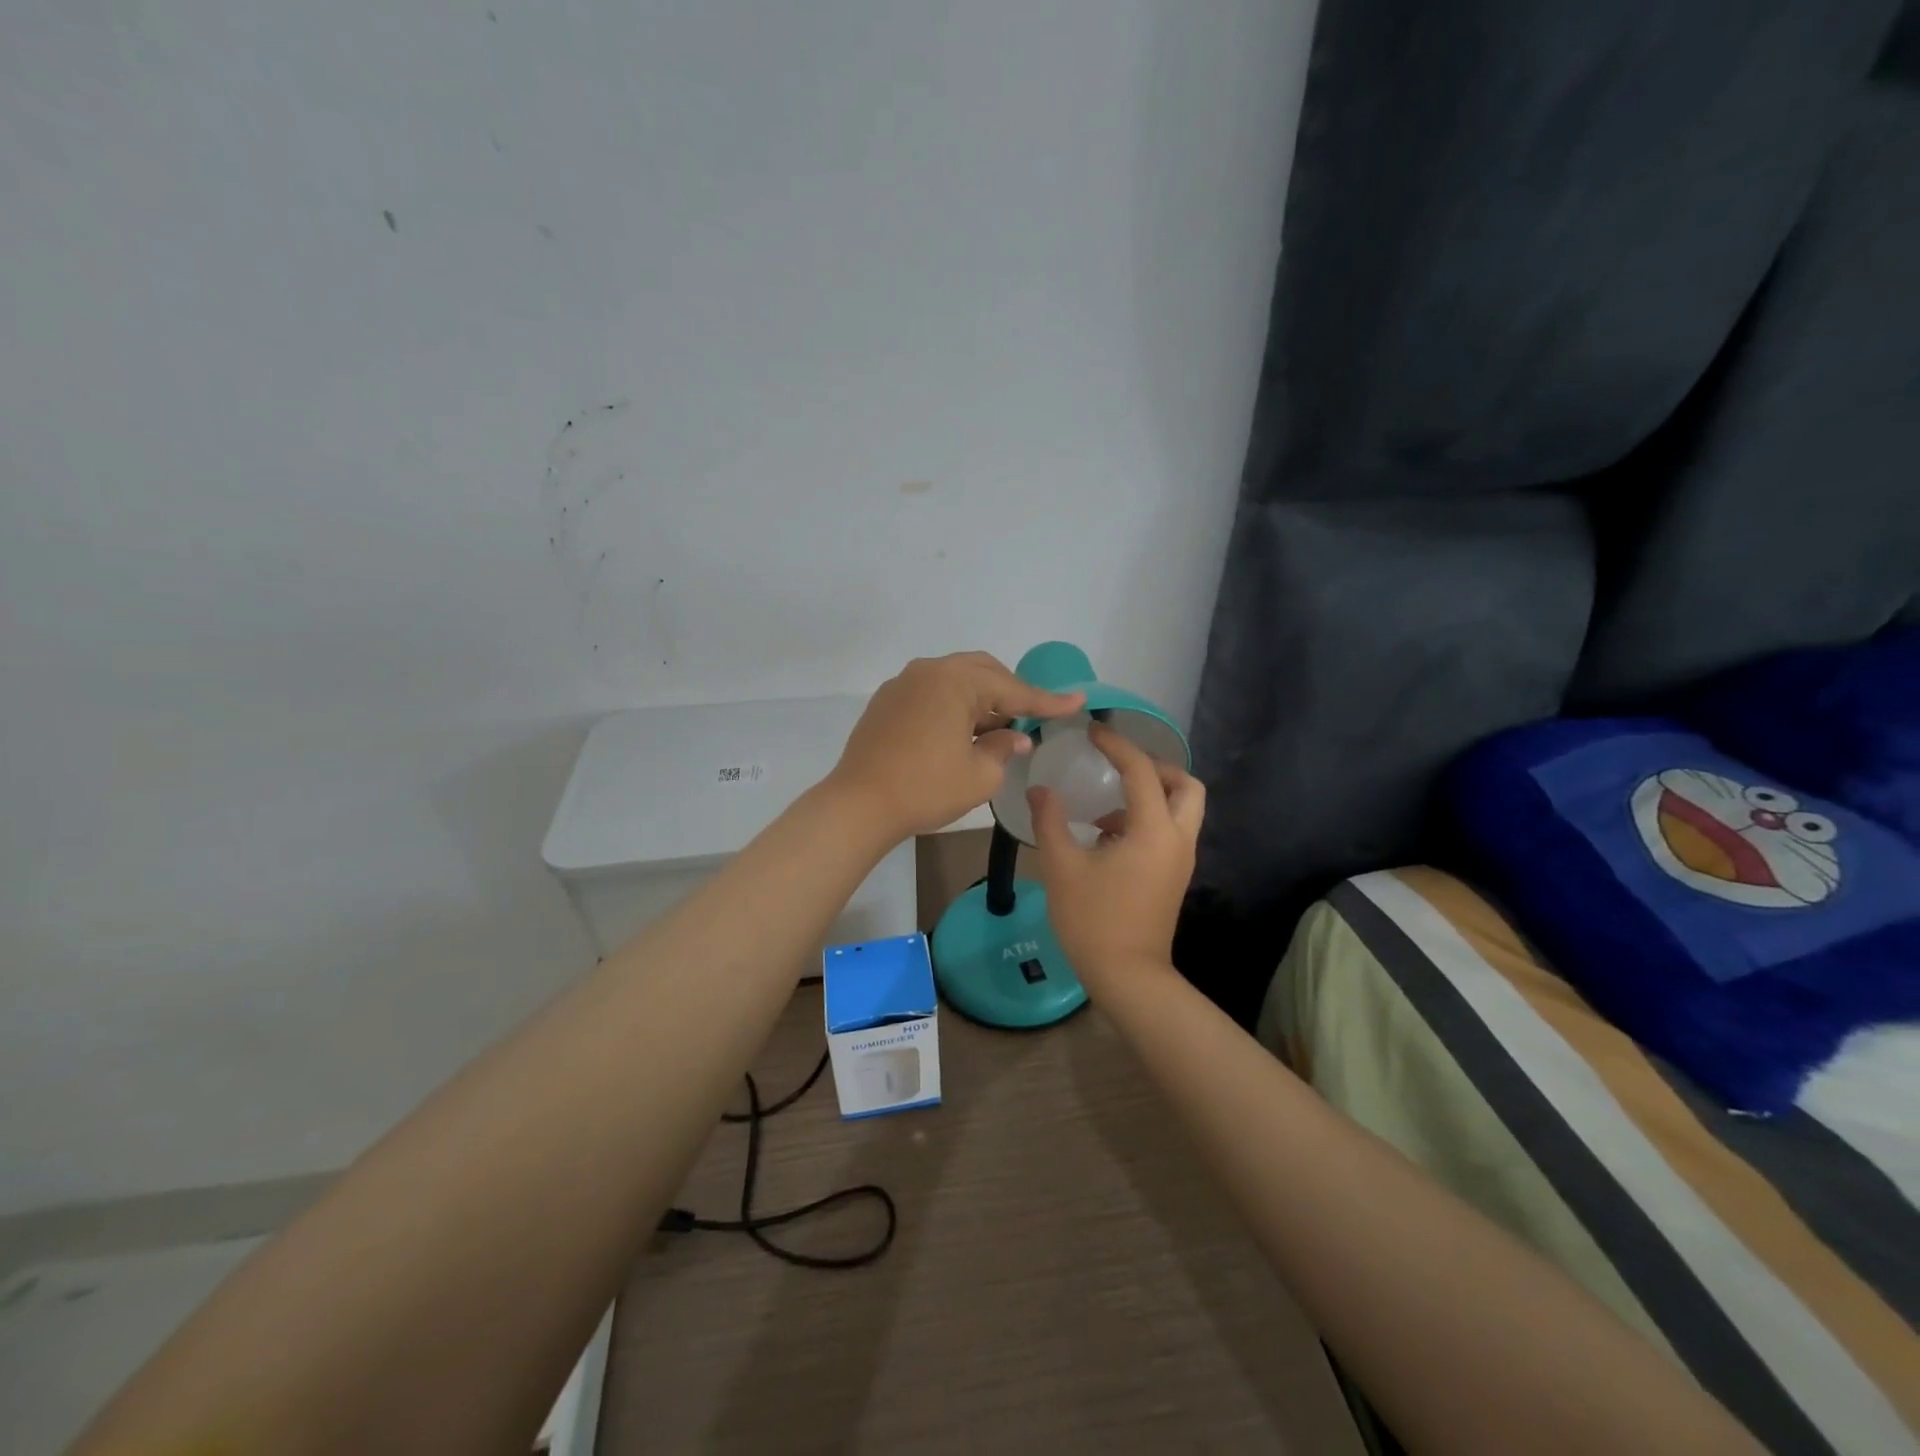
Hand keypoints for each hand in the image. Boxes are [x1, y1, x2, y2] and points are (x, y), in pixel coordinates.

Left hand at [828, 652, 1083, 842]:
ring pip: (955, 680)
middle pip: (982, 672)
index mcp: (955, 681)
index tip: (1077, 701)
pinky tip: (961, 732)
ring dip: (981, 699)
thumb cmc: (925, 788)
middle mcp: (928, 671)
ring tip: (997, 728)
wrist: (858, 804)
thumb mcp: (979, 775)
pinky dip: (953, 705)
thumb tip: (1014, 738)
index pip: (1012, 690)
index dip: (1047, 701)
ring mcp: (903, 684)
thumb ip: (1003, 749)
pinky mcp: (886, 702)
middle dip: (1010, 693)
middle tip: (1031, 717)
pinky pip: (931, 693)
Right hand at [1029, 722, 1204, 991]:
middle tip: (1119, 766)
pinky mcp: (1174, 876)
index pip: (1141, 770)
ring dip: (1152, 793)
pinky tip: (1108, 835)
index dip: (1117, 745)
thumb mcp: (1062, 866)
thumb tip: (1041, 789)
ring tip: (1108, 803)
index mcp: (1153, 830)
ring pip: (1182, 808)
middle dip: (1155, 767)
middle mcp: (1177, 839)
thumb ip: (1050, 820)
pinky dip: (1147, 818)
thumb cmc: (1093, 920)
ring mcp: (1180, 860)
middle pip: (1185, 785)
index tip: (1092, 731)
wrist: (1128, 976)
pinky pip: (1170, 831)